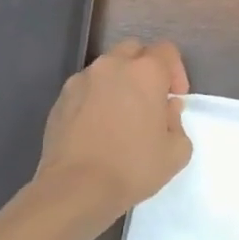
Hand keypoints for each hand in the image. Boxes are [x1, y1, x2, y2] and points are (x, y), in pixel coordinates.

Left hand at [36, 40, 192, 221]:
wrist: (75, 189)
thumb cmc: (133, 167)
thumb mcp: (176, 152)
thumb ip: (177, 122)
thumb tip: (166, 109)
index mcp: (146, 72)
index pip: (167, 51)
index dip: (176, 71)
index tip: (174, 98)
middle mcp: (112, 66)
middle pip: (134, 50)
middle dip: (146, 69)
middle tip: (150, 100)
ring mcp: (82, 80)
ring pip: (107, 68)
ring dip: (119, 82)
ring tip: (121, 114)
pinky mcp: (61, 99)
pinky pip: (86, 88)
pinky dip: (96, 98)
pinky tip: (98, 126)